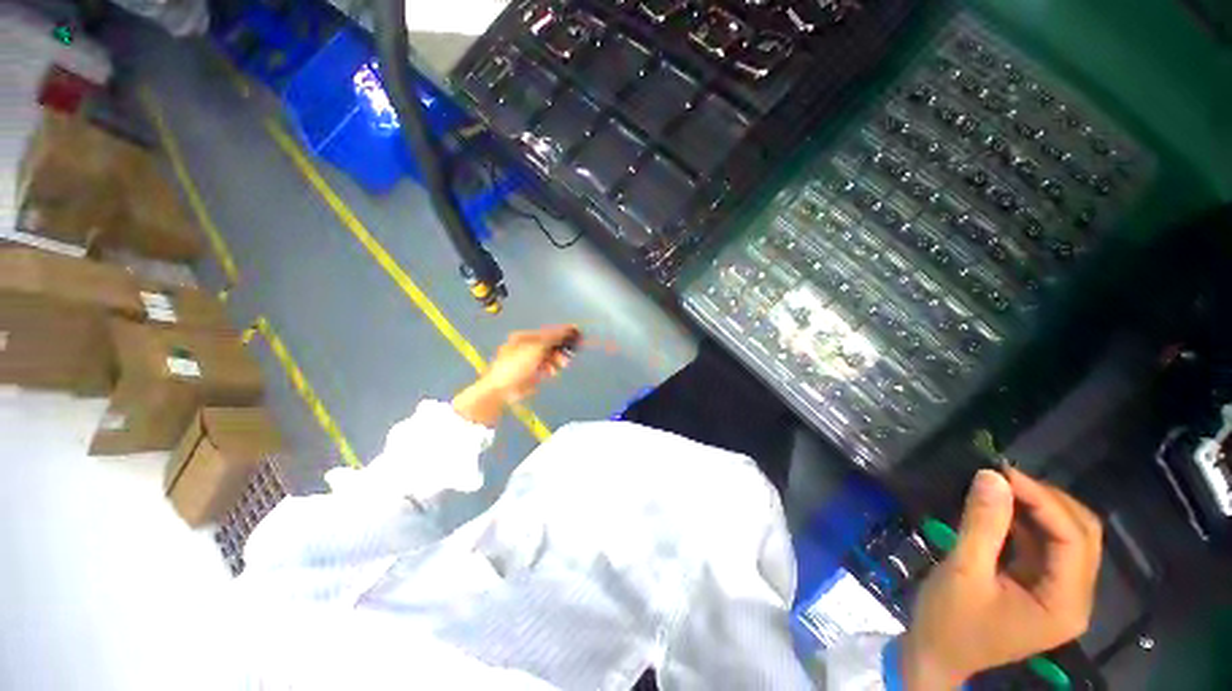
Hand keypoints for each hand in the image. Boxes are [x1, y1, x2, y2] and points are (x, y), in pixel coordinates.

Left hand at [452, 325, 579, 426]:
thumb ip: (554, 338)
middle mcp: (526, 347)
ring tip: (560, 365)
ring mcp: (527, 361)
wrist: (501, 389)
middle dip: (560, 350)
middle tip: (568, 355)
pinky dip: (550, 370)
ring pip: (548, 358)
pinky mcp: (530, 374)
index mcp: (524, 337)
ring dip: (556, 360)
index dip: (563, 333)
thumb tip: (570, 329)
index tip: (577, 335)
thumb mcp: (537, 348)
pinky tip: (552, 372)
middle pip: (549, 345)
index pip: (548, 332)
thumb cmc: (516, 365)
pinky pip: (545, 369)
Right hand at [902, 467, 1101, 689]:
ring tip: (1001, 487)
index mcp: (1064, 604)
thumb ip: (981, 525)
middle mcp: (1075, 599)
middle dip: (1047, 501)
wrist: (936, 655)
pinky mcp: (1042, 588)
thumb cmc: (949, 621)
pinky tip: (1001, 509)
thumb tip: (991, 475)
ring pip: (1068, 537)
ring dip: (1038, 508)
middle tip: (1003, 476)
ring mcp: (1060, 594)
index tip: (1002, 472)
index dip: (1043, 500)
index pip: (1072, 540)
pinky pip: (1046, 546)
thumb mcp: (963, 572)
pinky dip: (1027, 522)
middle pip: (1081, 535)